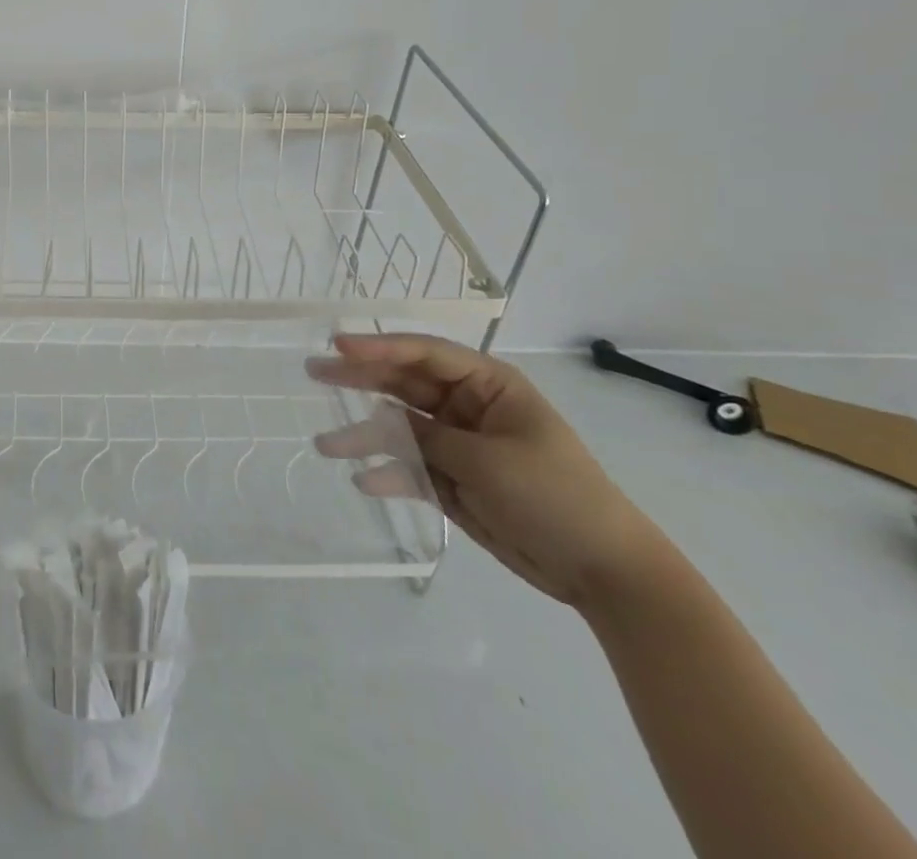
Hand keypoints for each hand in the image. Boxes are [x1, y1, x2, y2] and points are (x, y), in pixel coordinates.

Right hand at [309, 333, 665, 609]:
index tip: (339, 345)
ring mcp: (456, 443)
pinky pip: (408, 468)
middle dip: (359, 379)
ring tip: (326, 445)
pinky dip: (388, 474)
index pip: (425, 353)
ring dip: (364, 436)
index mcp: (488, 385)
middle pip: (403, 383)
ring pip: (398, 428)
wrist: (602, 571)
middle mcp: (466, 406)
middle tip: (314, 371)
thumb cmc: (555, 495)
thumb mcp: (488, 460)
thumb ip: (427, 437)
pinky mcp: (450, 479)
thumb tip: (378, 421)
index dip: (380, 346)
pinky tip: (366, 482)